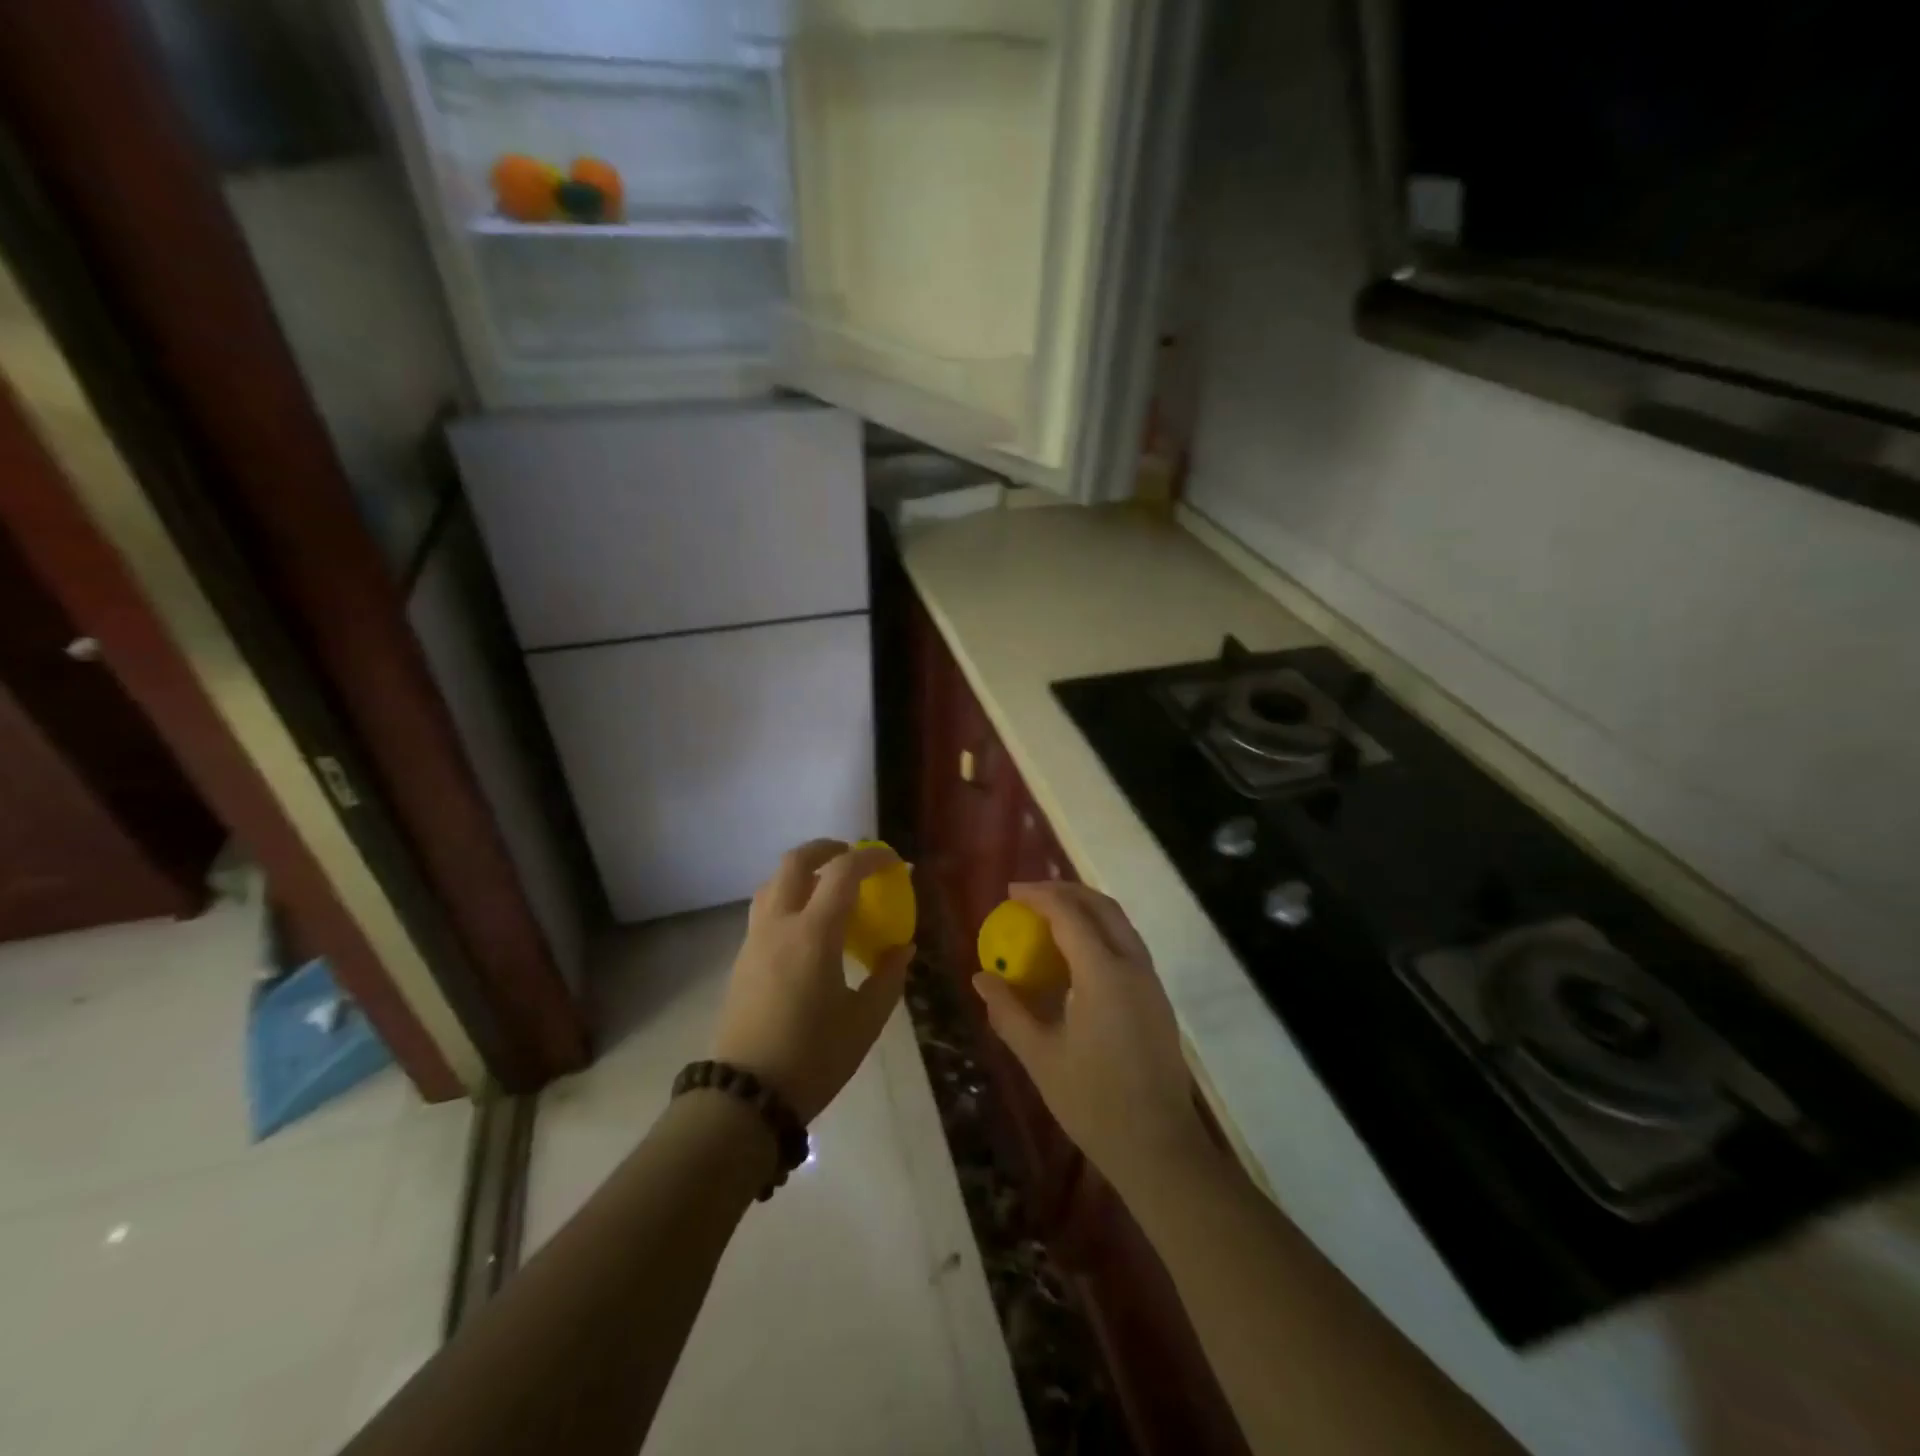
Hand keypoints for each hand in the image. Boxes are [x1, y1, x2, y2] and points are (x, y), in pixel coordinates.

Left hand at [711, 840, 913, 1124]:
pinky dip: (789, 897)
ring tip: (829, 886)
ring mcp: (754, 940)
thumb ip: (888, 976)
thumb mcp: (865, 1020)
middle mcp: (779, 925)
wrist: (745, 1096)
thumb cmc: (813, 1057)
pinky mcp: (742, 959)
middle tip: (853, 856)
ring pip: (774, 882)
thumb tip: (902, 948)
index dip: (872, 857)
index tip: (895, 862)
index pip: (843, 872)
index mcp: (814, 934)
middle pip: (796, 861)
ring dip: (803, 871)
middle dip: (827, 848)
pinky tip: (807, 926)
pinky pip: (765, 909)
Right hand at [973, 883, 1208, 1192]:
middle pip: (1101, 906)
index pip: (1069, 915)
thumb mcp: (1040, 1057)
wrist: (1159, 1147)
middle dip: (1065, 891)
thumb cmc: (1094, 1103)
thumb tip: (981, 978)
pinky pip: (1127, 944)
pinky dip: (1100, 930)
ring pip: (1120, 922)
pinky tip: (1076, 952)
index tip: (1010, 892)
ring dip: (1085, 907)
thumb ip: (1008, 1011)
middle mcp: (1133, 966)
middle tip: (1030, 895)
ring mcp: (1150, 981)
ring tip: (1050, 914)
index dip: (1038, 896)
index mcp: (1104, 974)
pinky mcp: (1157, 997)